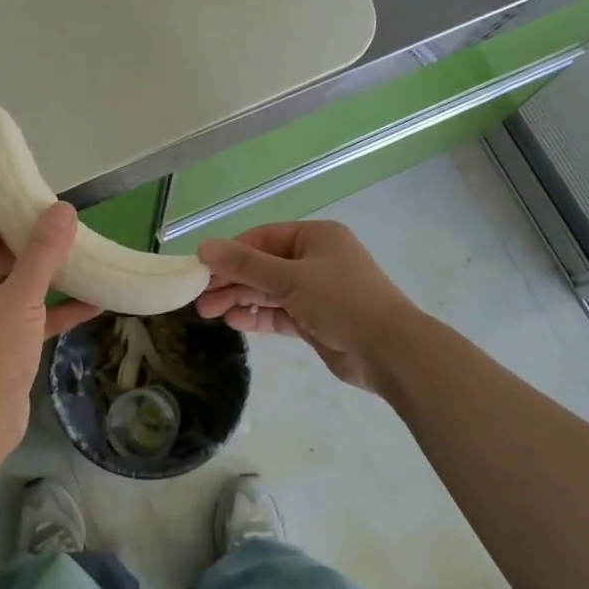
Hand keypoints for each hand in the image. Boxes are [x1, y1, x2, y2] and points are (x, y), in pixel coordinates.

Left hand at [0, 203, 98, 455]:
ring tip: (90, 254)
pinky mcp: (9, 339)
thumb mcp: (20, 297)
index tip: (42, 190)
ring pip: (24, 280)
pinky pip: (38, 312)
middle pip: (4, 247)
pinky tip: (98, 301)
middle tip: (75, 221)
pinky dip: (62, 305)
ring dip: (53, 270)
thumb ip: (43, 253)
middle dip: (37, 234)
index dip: (6, 202)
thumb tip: (63, 209)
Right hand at [195, 220, 418, 390]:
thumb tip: (203, 247)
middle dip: (231, 280)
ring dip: (240, 299)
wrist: (389, 350)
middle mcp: (315, 260)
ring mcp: (316, 292)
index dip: (231, 252)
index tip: (201, 268)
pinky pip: (279, 314)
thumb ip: (245, 265)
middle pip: (263, 265)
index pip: (263, 238)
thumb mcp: (290, 278)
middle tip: (199, 297)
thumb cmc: (342, 300)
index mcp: (315, 237)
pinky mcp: (315, 321)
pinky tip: (234, 322)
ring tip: (208, 313)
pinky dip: (257, 316)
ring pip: (269, 291)